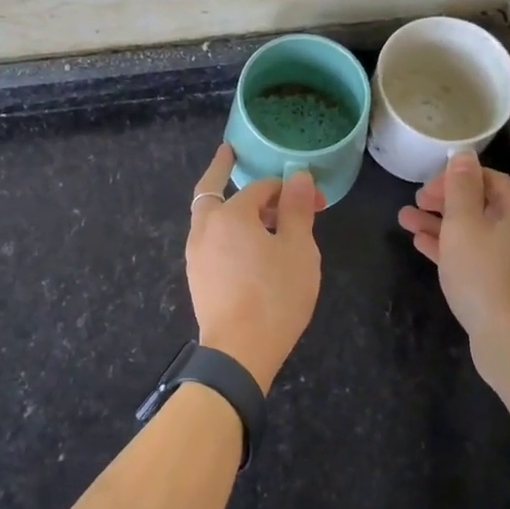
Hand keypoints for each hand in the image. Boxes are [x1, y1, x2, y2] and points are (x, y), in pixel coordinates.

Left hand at [185, 144, 321, 392]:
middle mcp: (205, 228)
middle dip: (223, 171)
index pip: (260, 187)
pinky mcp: (198, 278)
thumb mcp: (298, 249)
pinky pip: (210, 240)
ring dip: (229, 206)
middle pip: (211, 190)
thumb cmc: (275, 296)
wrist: (239, 352)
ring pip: (209, 217)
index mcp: (230, 215)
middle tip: (232, 157)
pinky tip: (246, 246)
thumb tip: (297, 176)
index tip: (313, 199)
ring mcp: (196, 254)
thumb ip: (295, 209)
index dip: (287, 188)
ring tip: (256, 212)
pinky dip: (225, 230)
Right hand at [398, 151, 509, 381]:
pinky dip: (453, 248)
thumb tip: (463, 154)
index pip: (489, 179)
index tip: (425, 188)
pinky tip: (423, 246)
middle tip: (414, 203)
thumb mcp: (463, 224)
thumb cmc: (484, 274)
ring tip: (406, 221)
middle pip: (483, 206)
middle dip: (444, 202)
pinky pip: (479, 256)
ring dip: (442, 225)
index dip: (454, 178)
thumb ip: (460, 187)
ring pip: (477, 233)